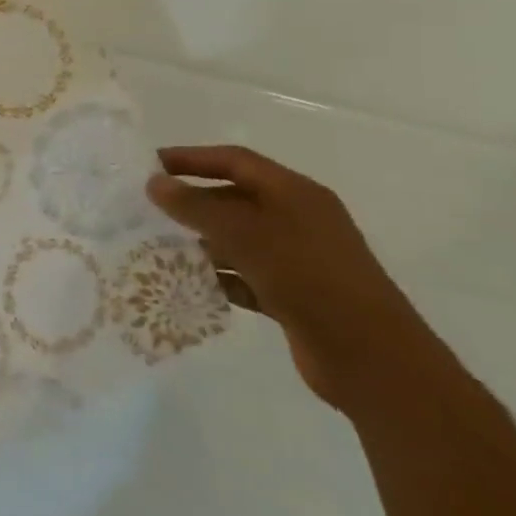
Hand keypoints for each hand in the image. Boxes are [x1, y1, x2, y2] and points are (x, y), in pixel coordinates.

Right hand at [146, 146, 435, 410]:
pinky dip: (219, 276)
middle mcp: (299, 220)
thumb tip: (154, 183)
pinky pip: (246, 274)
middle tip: (146, 209)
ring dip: (200, 241)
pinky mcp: (294, 294)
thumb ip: (195, 206)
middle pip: (235, 198)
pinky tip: (189, 283)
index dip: (191, 158)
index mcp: (296, 194)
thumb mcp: (244, 234)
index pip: (235, 161)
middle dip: (191, 202)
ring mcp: (298, 259)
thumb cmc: (307, 277)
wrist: (370, 357)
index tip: (149, 166)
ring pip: (238, 238)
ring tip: (157, 246)